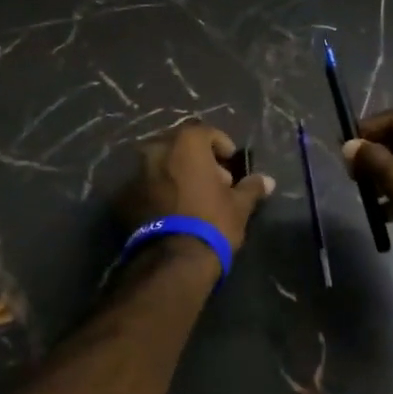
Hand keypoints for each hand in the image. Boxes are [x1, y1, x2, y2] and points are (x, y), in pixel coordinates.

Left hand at [118, 122, 274, 255]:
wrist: (172, 261)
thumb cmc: (212, 222)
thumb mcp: (239, 205)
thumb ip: (252, 187)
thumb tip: (268, 180)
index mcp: (186, 142)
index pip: (207, 133)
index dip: (222, 147)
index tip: (231, 165)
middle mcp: (157, 148)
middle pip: (181, 145)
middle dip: (198, 159)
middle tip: (213, 181)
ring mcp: (136, 171)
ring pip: (161, 164)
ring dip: (177, 173)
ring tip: (192, 197)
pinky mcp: (124, 196)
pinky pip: (146, 184)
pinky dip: (159, 190)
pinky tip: (172, 210)